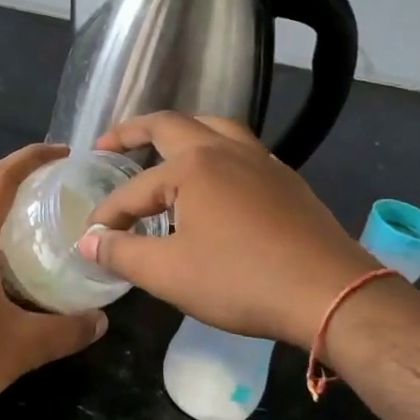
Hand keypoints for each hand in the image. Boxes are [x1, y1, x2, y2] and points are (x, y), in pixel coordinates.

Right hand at [75, 113, 380, 348]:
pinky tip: (214, 178)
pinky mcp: (285, 179)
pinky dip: (214, 149)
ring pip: (213, 126)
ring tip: (162, 147)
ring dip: (181, 131)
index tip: (91, 239)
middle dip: (133, 132)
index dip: (108, 215)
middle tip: (107, 144)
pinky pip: (240, 148)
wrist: (331, 293)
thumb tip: (88, 243)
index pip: (134, 189)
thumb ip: (122, 254)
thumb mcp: (169, 274)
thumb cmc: (242, 280)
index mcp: (192, 166)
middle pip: (170, 125)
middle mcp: (224, 150)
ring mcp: (260, 160)